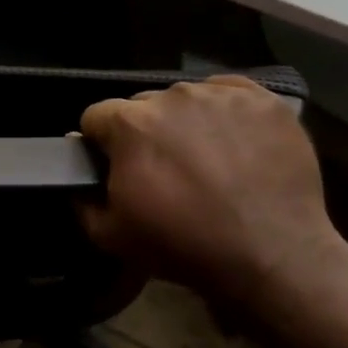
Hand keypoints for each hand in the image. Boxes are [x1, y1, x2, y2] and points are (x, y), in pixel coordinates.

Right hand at [77, 76, 347, 305]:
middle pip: (143, 106)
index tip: (113, 167)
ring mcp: (222, 95)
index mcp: (130, 123)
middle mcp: (173, 96)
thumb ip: (81, 200)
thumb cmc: (181, 244)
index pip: (96, 116)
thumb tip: (79, 179)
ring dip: (185, 123)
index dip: (100, 143)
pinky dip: (225, 114)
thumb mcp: (109, 235)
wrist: (268, 253)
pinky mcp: (264, 100)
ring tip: (204, 160)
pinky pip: (230, 96)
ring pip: (187, 99)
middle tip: (163, 170)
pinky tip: (234, 145)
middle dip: (144, 132)